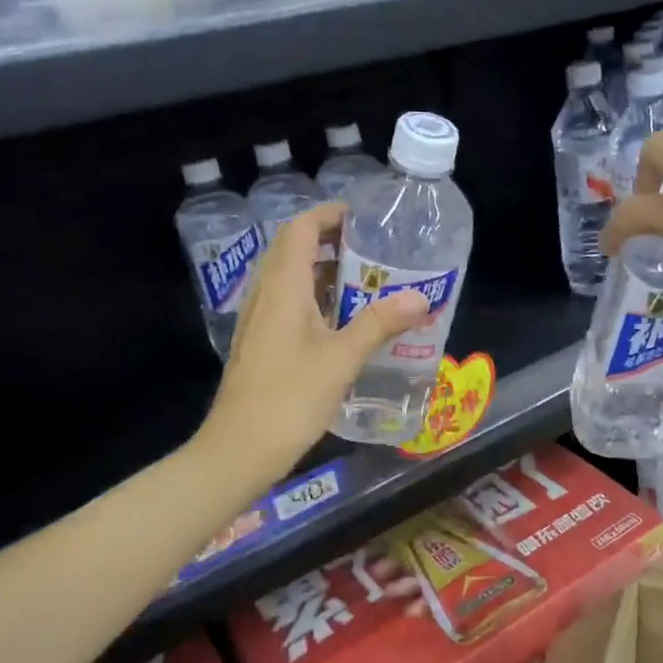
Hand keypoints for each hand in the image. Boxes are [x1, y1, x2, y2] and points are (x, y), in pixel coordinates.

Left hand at [199, 204, 428, 482]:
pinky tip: (345, 321)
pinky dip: (317, 297)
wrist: (240, 448)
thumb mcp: (341, 359)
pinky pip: (290, 303)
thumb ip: (379, 324)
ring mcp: (260, 319)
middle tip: (375, 249)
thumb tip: (421, 297)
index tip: (365, 218)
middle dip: (333, 241)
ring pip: (292, 278)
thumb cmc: (290, 398)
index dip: (330, 215)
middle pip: (294, 248)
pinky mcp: (262, 342)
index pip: (301, 228)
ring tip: (368, 280)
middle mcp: (266, 294)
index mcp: (282, 287)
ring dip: (325, 270)